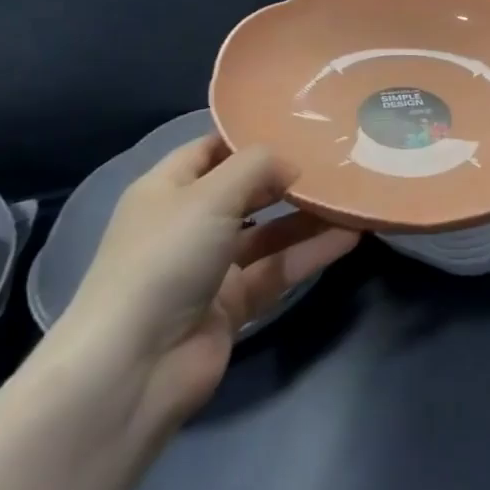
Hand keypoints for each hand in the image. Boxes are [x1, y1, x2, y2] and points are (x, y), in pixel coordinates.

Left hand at [54, 137, 358, 434]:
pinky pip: (278, 269)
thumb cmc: (165, 259)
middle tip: (337, 159)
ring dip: (308, 216)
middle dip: (287, 176)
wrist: (136, 366)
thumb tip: (292, 164)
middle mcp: (188, 224)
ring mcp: (211, 267)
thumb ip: (257, 167)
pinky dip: (311, 252)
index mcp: (167, 190)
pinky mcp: (233, 304)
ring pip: (268, 232)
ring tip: (354, 196)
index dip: (249, 136)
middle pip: (245, 191)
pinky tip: (350, 235)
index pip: (210, 149)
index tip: (298, 123)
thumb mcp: (210, 195)